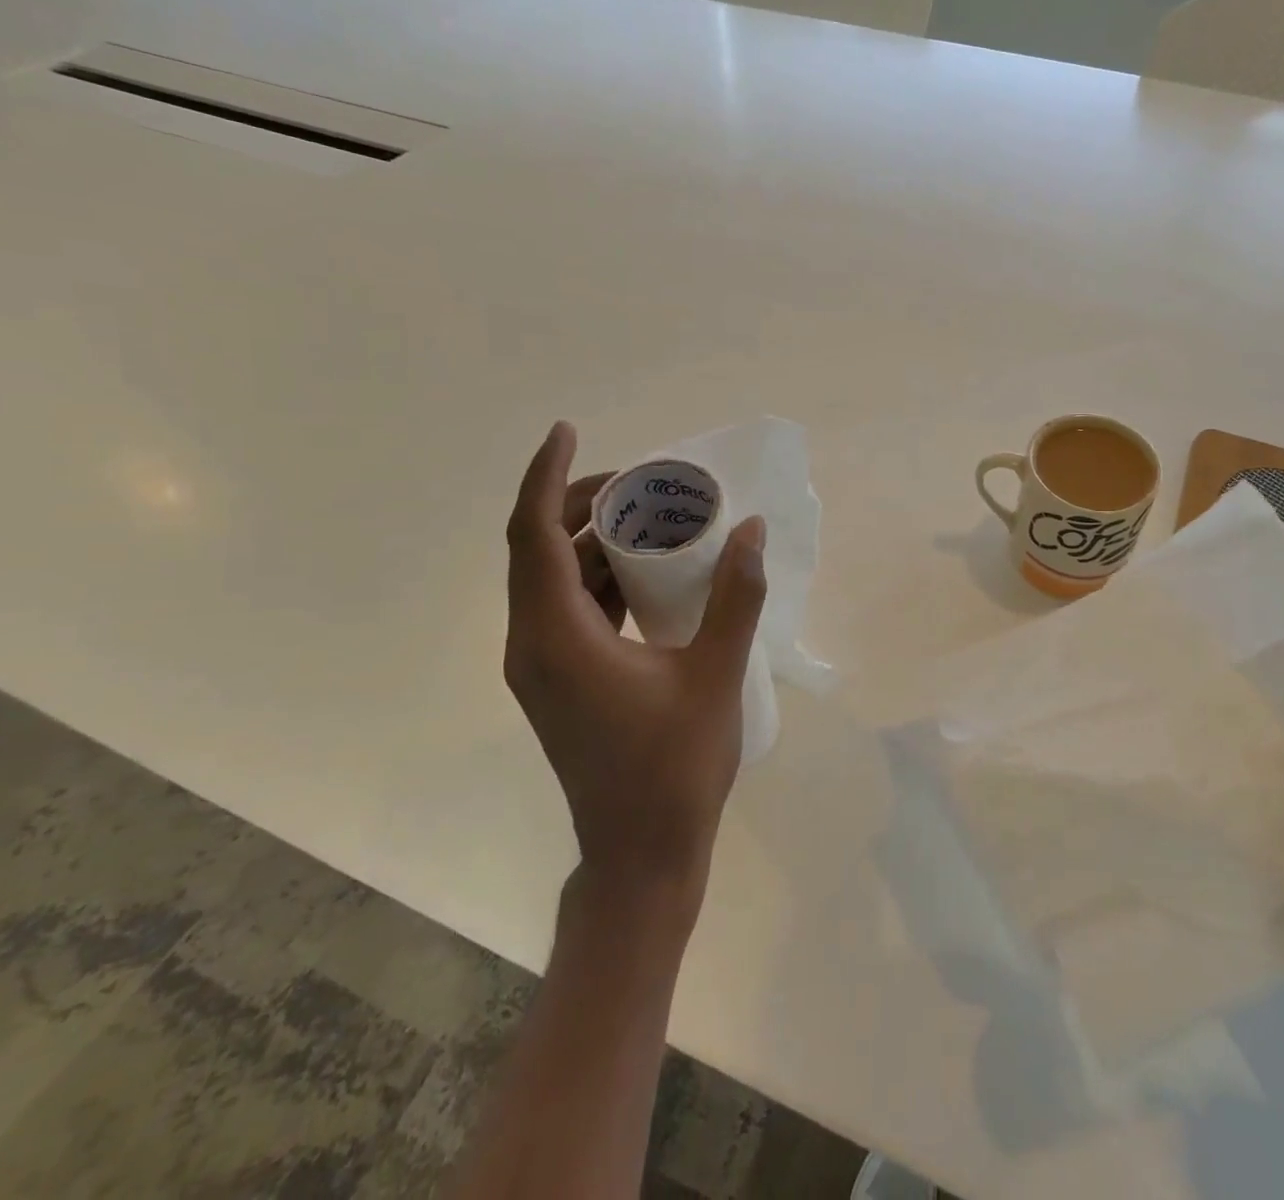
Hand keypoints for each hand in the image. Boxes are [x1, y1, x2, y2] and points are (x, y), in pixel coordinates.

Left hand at [505, 421, 767, 908]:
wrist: (640, 854)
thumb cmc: (675, 766)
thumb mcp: (716, 674)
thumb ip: (735, 597)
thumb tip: (751, 530)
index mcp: (557, 637)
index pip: (534, 534)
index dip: (546, 476)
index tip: (567, 429)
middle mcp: (532, 644)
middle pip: (536, 549)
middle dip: (579, 502)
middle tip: (639, 481)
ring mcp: (540, 666)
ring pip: (550, 578)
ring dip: (589, 539)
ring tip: (648, 516)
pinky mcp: (557, 681)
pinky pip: (565, 607)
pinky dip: (597, 576)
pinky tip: (645, 572)